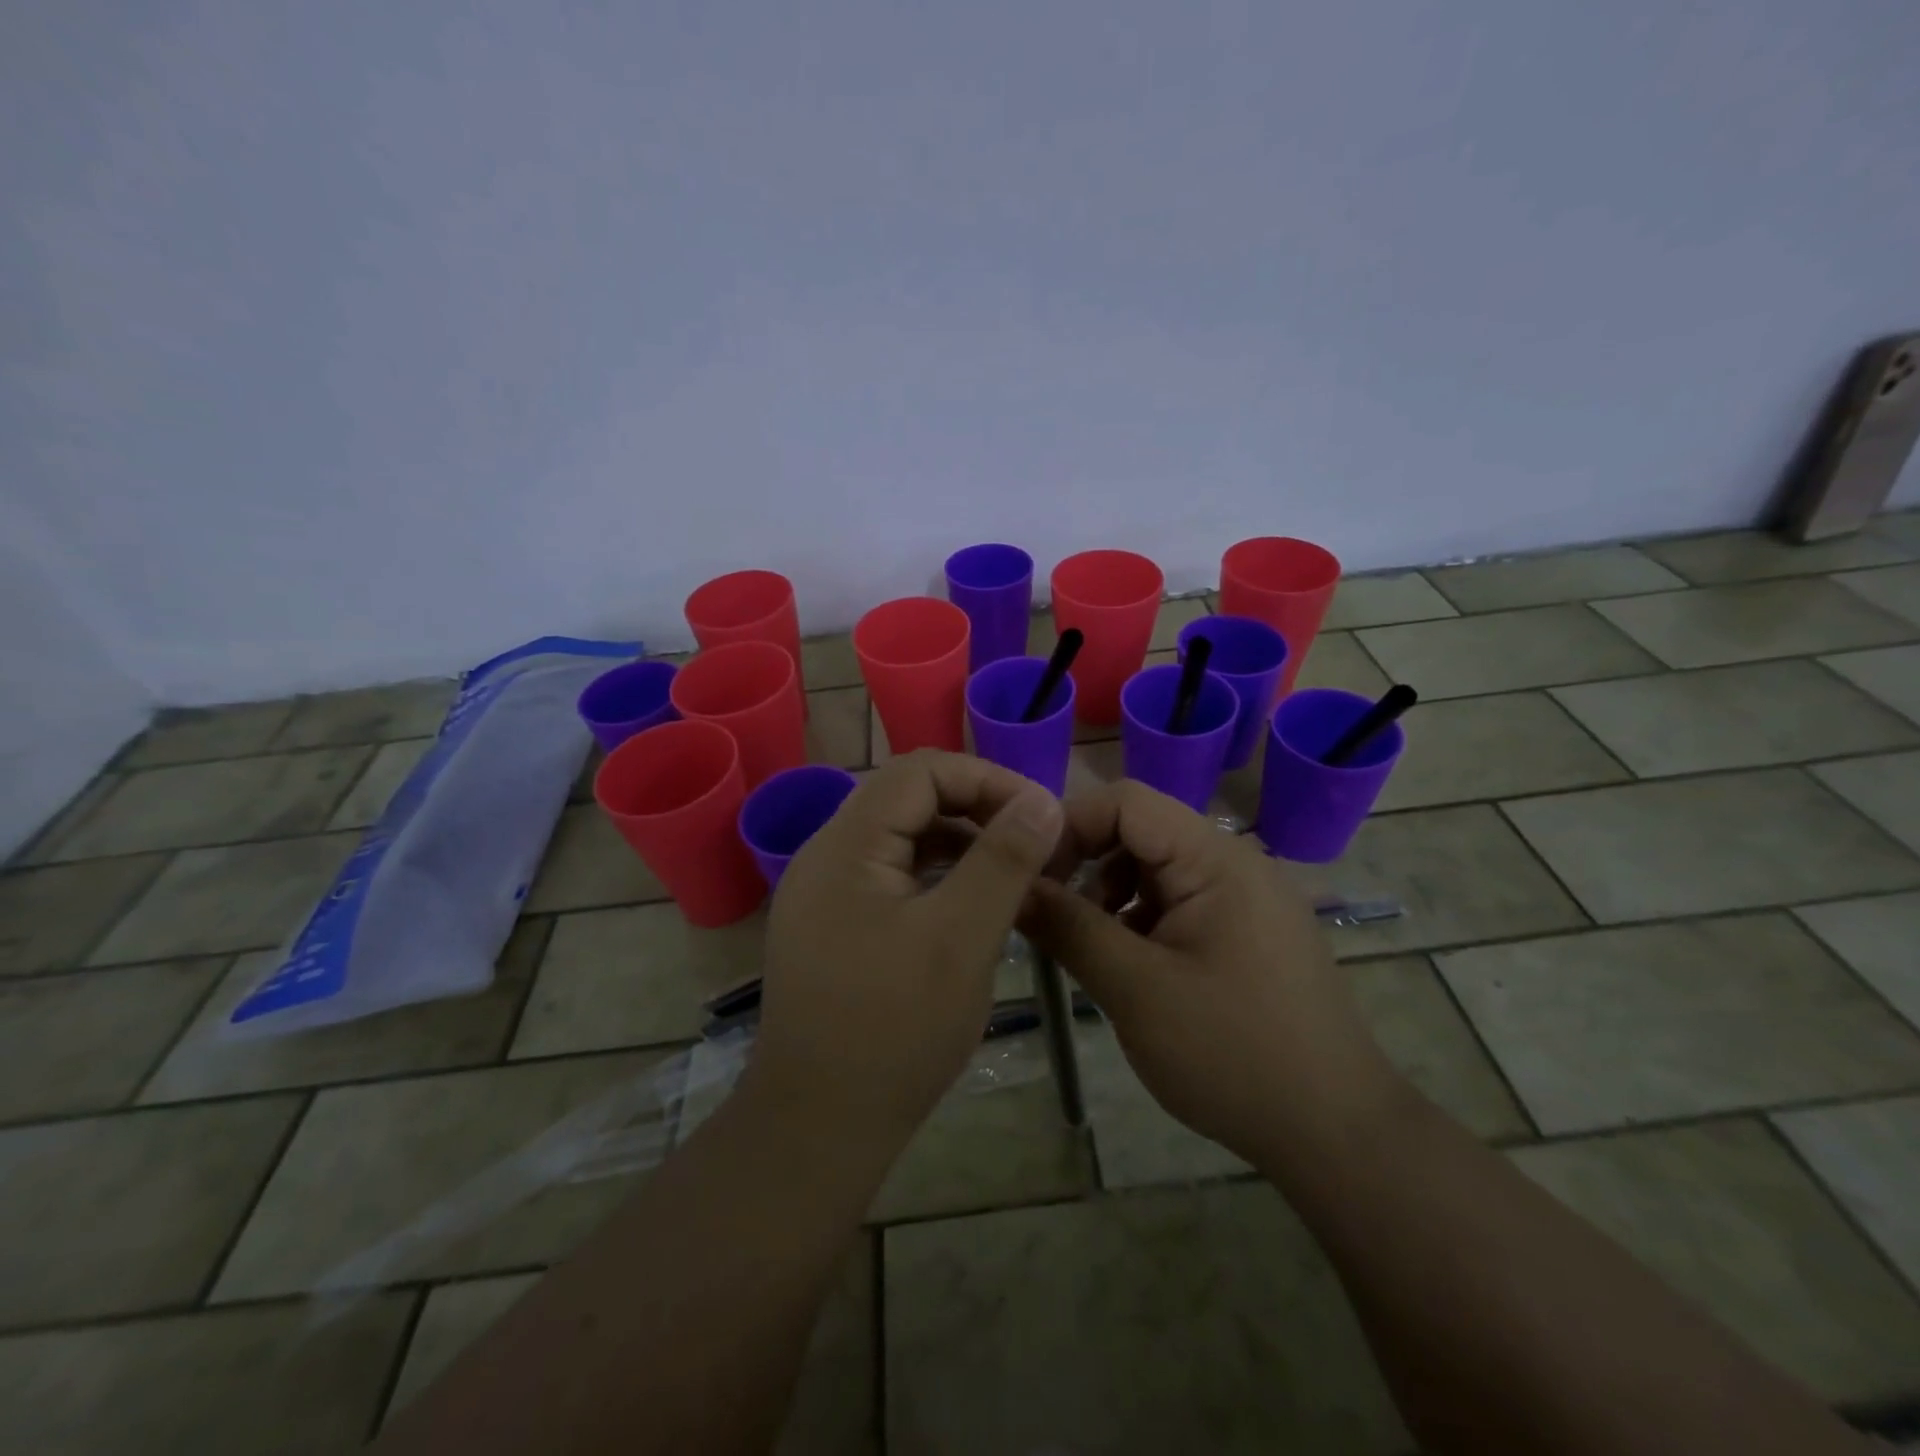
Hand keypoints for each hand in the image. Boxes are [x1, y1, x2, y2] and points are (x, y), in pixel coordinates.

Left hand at [748, 750, 1064, 1146]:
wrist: (816, 1128)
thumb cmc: (894, 1030)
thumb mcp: (961, 939)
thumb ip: (1003, 861)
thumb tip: (1043, 800)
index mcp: (846, 845)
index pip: (920, 771)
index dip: (985, 780)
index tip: (1038, 814)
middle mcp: (827, 855)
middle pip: (908, 799)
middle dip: (976, 809)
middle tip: (1032, 843)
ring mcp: (825, 892)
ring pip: (902, 838)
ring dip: (959, 843)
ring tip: (1011, 871)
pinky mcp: (833, 925)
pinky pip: (892, 876)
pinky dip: (937, 876)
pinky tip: (970, 905)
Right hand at [1027, 781, 1407, 1165]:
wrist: (1337, 1134)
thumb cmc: (1233, 1053)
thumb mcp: (1135, 989)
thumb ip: (1068, 928)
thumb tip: (1013, 887)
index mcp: (1215, 858)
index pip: (1125, 801)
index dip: (1069, 826)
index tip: (1032, 877)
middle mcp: (1233, 862)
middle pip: (1139, 831)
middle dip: (1087, 865)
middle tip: (1053, 917)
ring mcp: (1244, 897)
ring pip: (1154, 868)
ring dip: (1110, 895)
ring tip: (1090, 948)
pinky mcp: (1246, 931)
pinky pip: (1178, 902)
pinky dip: (1140, 921)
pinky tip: (1130, 968)